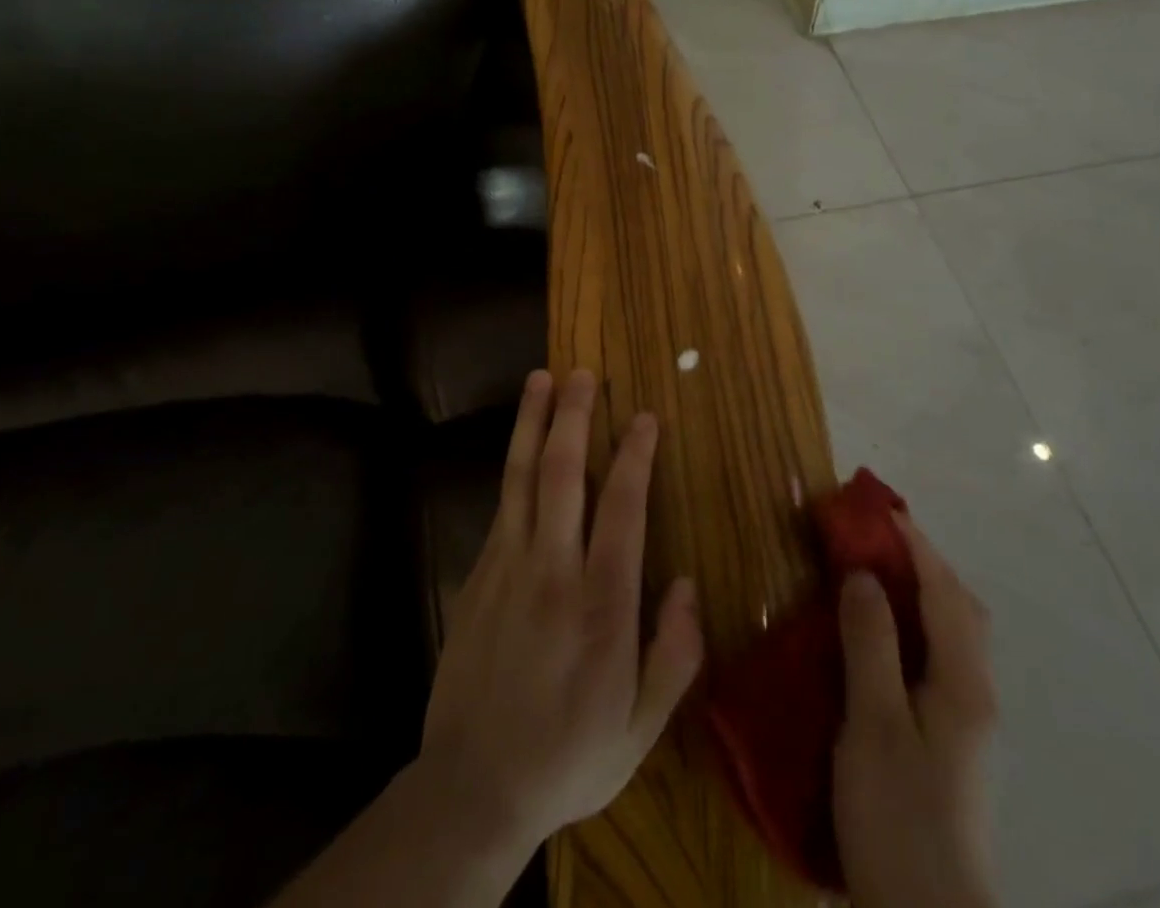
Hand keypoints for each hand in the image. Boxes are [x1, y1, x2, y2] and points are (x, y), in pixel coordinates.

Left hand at [419, 369, 704, 854]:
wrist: (472, 787)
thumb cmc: (569, 755)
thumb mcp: (641, 729)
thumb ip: (674, 656)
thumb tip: (687, 584)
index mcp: (601, 605)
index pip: (623, 509)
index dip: (635, 456)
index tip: (643, 416)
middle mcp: (552, 571)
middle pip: (564, 475)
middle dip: (575, 417)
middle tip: (583, 373)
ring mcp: (507, 568)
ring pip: (522, 478)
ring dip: (533, 423)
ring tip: (540, 379)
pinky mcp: (477, 576)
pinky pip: (502, 507)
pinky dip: (515, 467)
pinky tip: (523, 446)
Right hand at [833, 515, 997, 907]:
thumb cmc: (899, 815)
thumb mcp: (874, 724)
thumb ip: (871, 644)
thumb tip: (863, 573)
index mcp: (962, 681)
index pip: (943, 590)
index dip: (912, 543)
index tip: (877, 506)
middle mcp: (975, 691)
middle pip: (959, 606)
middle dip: (922, 561)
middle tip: (875, 536)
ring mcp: (967, 719)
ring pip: (951, 632)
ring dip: (920, 590)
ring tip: (874, 572)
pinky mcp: (951, 740)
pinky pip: (938, 656)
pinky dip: (916, 624)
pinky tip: (883, 636)